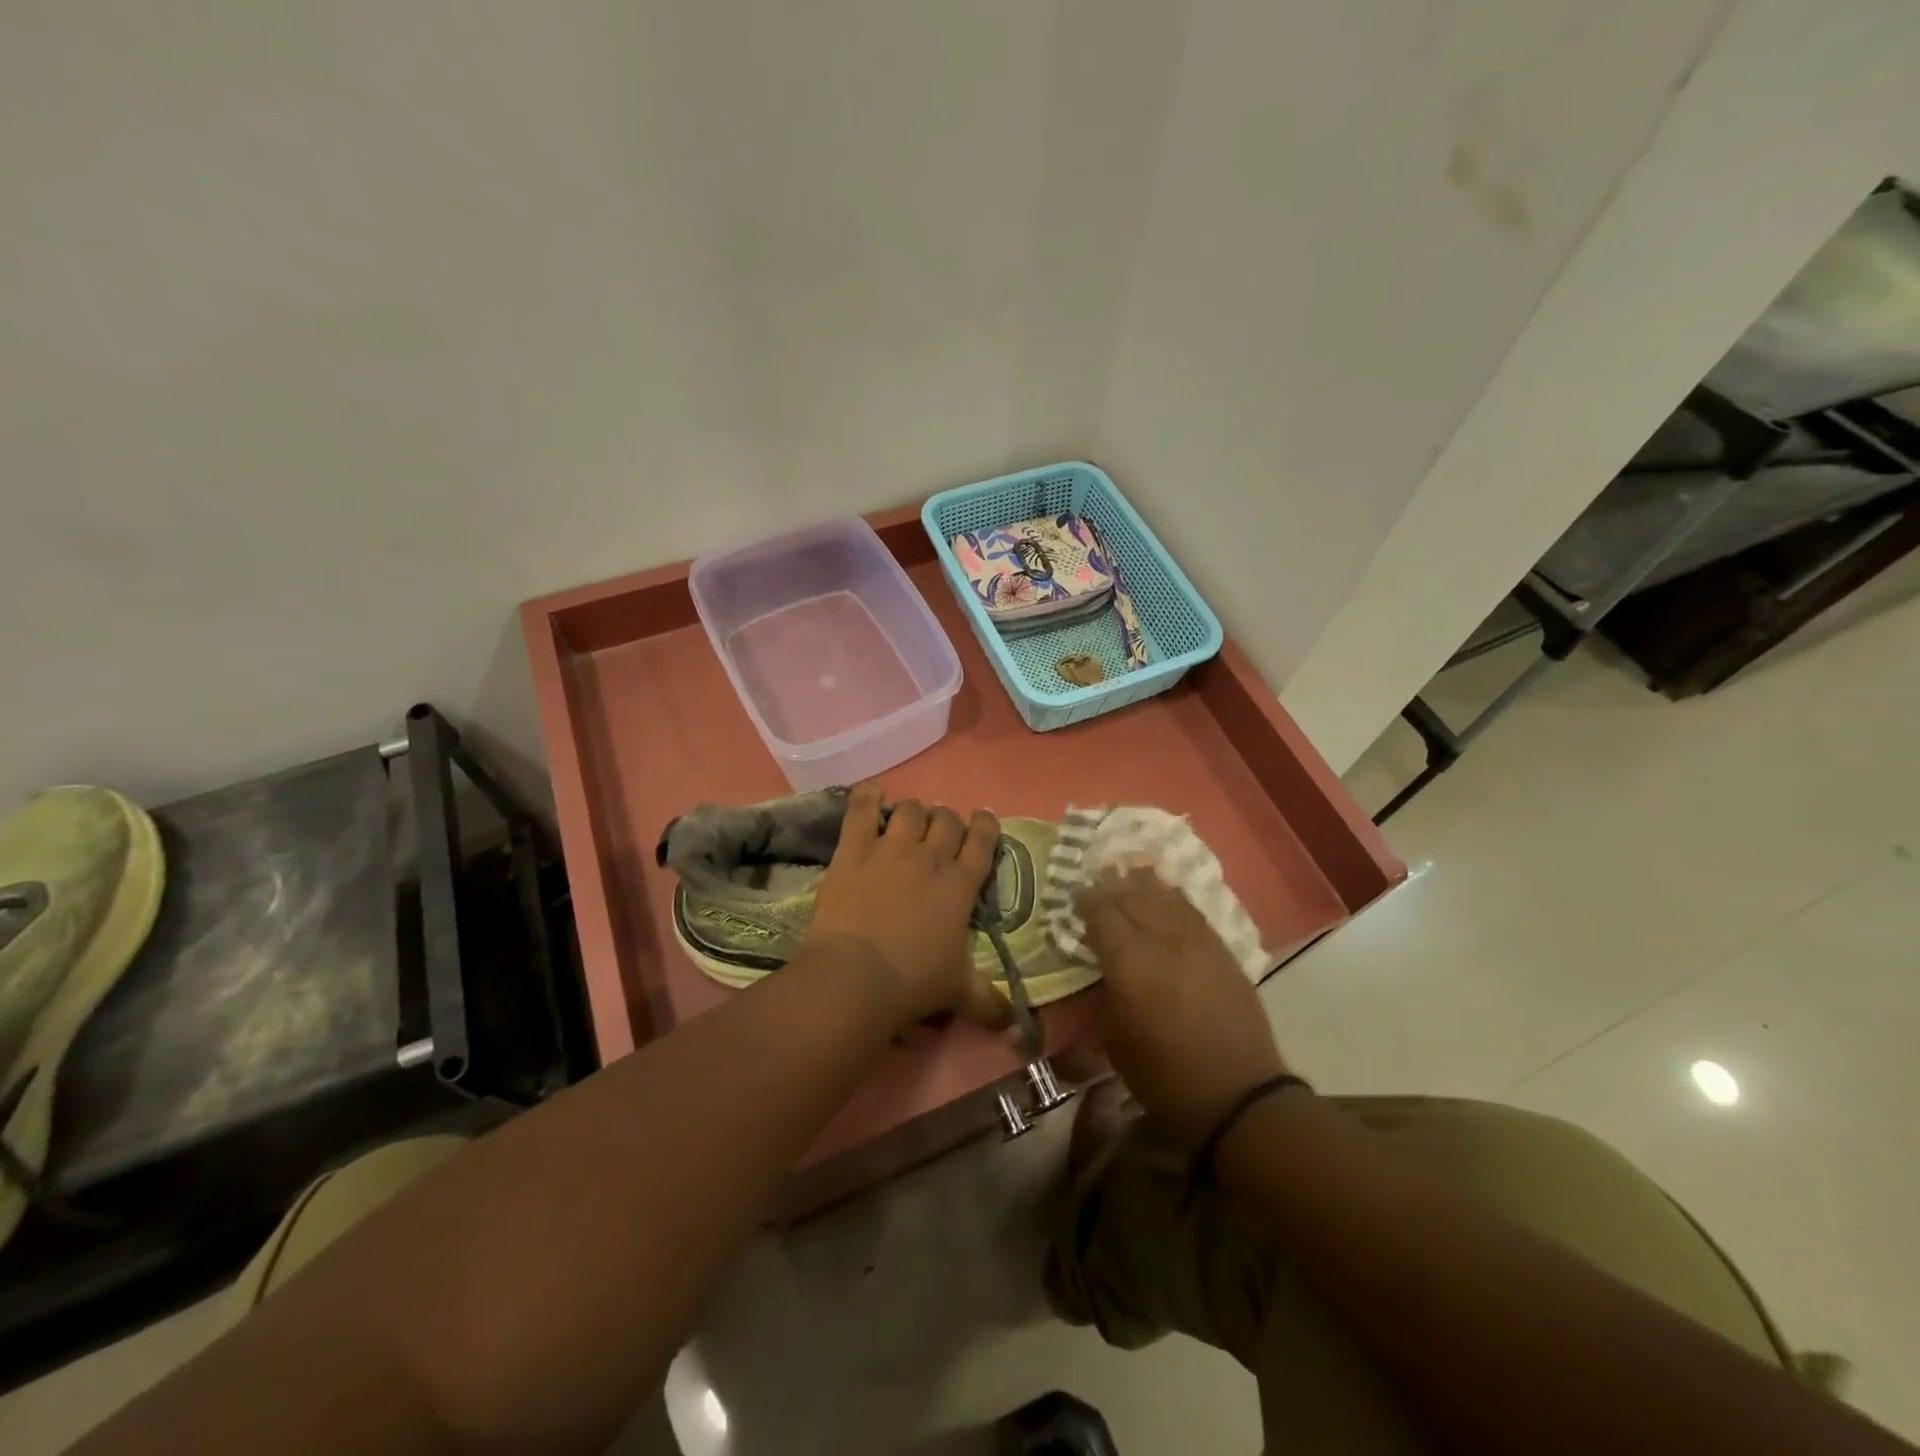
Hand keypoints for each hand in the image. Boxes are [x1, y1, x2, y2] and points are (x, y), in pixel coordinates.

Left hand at [804, 783, 1008, 1029]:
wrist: (856, 976)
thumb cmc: (913, 983)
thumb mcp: (957, 993)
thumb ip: (988, 1001)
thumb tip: (1013, 1023)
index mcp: (960, 885)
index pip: (983, 840)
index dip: (984, 826)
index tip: (981, 823)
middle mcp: (931, 857)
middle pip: (946, 819)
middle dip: (946, 822)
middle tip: (937, 836)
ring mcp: (891, 848)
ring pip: (910, 810)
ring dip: (912, 813)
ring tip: (905, 823)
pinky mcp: (854, 849)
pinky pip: (861, 809)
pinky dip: (866, 797)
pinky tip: (870, 795)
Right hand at [1077, 867, 1287, 1145]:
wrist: (1237, 1094)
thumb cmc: (1164, 1076)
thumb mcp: (1115, 1041)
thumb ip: (1105, 995)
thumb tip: (1102, 972)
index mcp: (1129, 962)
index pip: (1101, 913)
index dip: (1085, 901)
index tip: (1074, 897)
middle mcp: (1162, 940)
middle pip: (1131, 896)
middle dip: (1110, 887)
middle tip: (1096, 886)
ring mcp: (1197, 941)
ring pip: (1164, 896)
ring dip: (1141, 885)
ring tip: (1127, 879)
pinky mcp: (1222, 949)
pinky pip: (1191, 910)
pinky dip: (1171, 898)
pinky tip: (1164, 896)